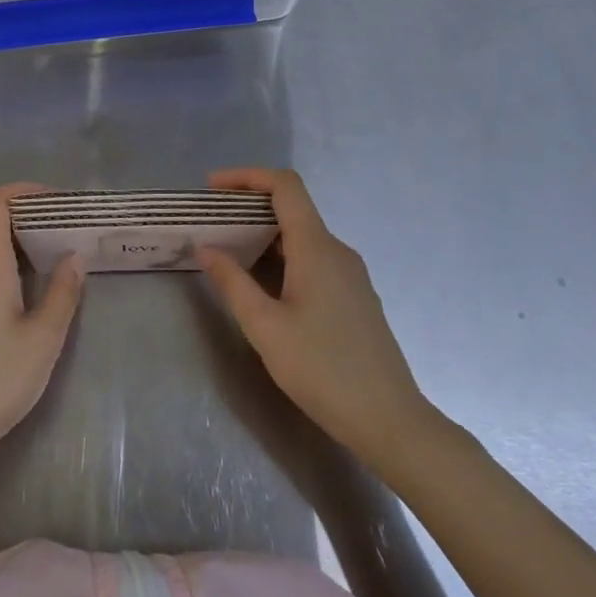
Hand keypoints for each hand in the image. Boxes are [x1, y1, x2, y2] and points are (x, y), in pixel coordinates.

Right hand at [197, 168, 435, 462]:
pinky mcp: (354, 296)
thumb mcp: (265, 327)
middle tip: (210, 226)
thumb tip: (206, 248)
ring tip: (228, 255)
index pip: (285, 186)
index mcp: (316, 248)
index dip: (247, 176)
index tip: (212, 188)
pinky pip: (313, 259)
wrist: (389, 420)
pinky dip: (282, 258)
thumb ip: (232, 282)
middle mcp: (337, 250)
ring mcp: (350, 274)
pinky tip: (262, 286)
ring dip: (263, 236)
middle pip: (292, 208)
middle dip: (248, 208)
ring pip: (302, 236)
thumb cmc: (322, 370)